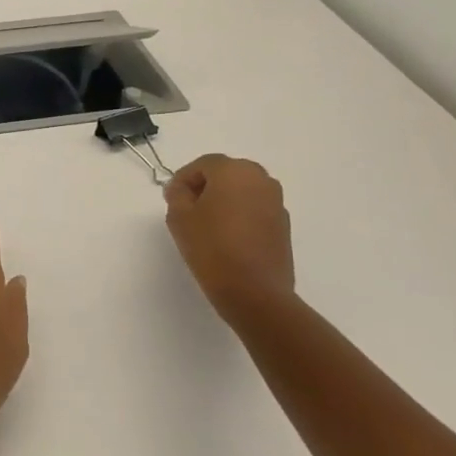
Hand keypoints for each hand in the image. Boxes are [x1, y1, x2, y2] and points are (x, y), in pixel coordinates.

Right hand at [164, 154, 296, 319]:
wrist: (254, 291)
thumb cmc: (211, 247)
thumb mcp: (179, 217)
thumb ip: (176, 194)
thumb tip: (181, 188)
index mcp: (234, 171)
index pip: (203, 164)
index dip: (183, 179)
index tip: (171, 199)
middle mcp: (261, 179)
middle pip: (226, 174)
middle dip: (206, 187)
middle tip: (188, 210)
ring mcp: (276, 202)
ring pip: (243, 191)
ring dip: (224, 201)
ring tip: (207, 226)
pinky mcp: (283, 225)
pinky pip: (255, 209)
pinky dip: (240, 215)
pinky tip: (228, 238)